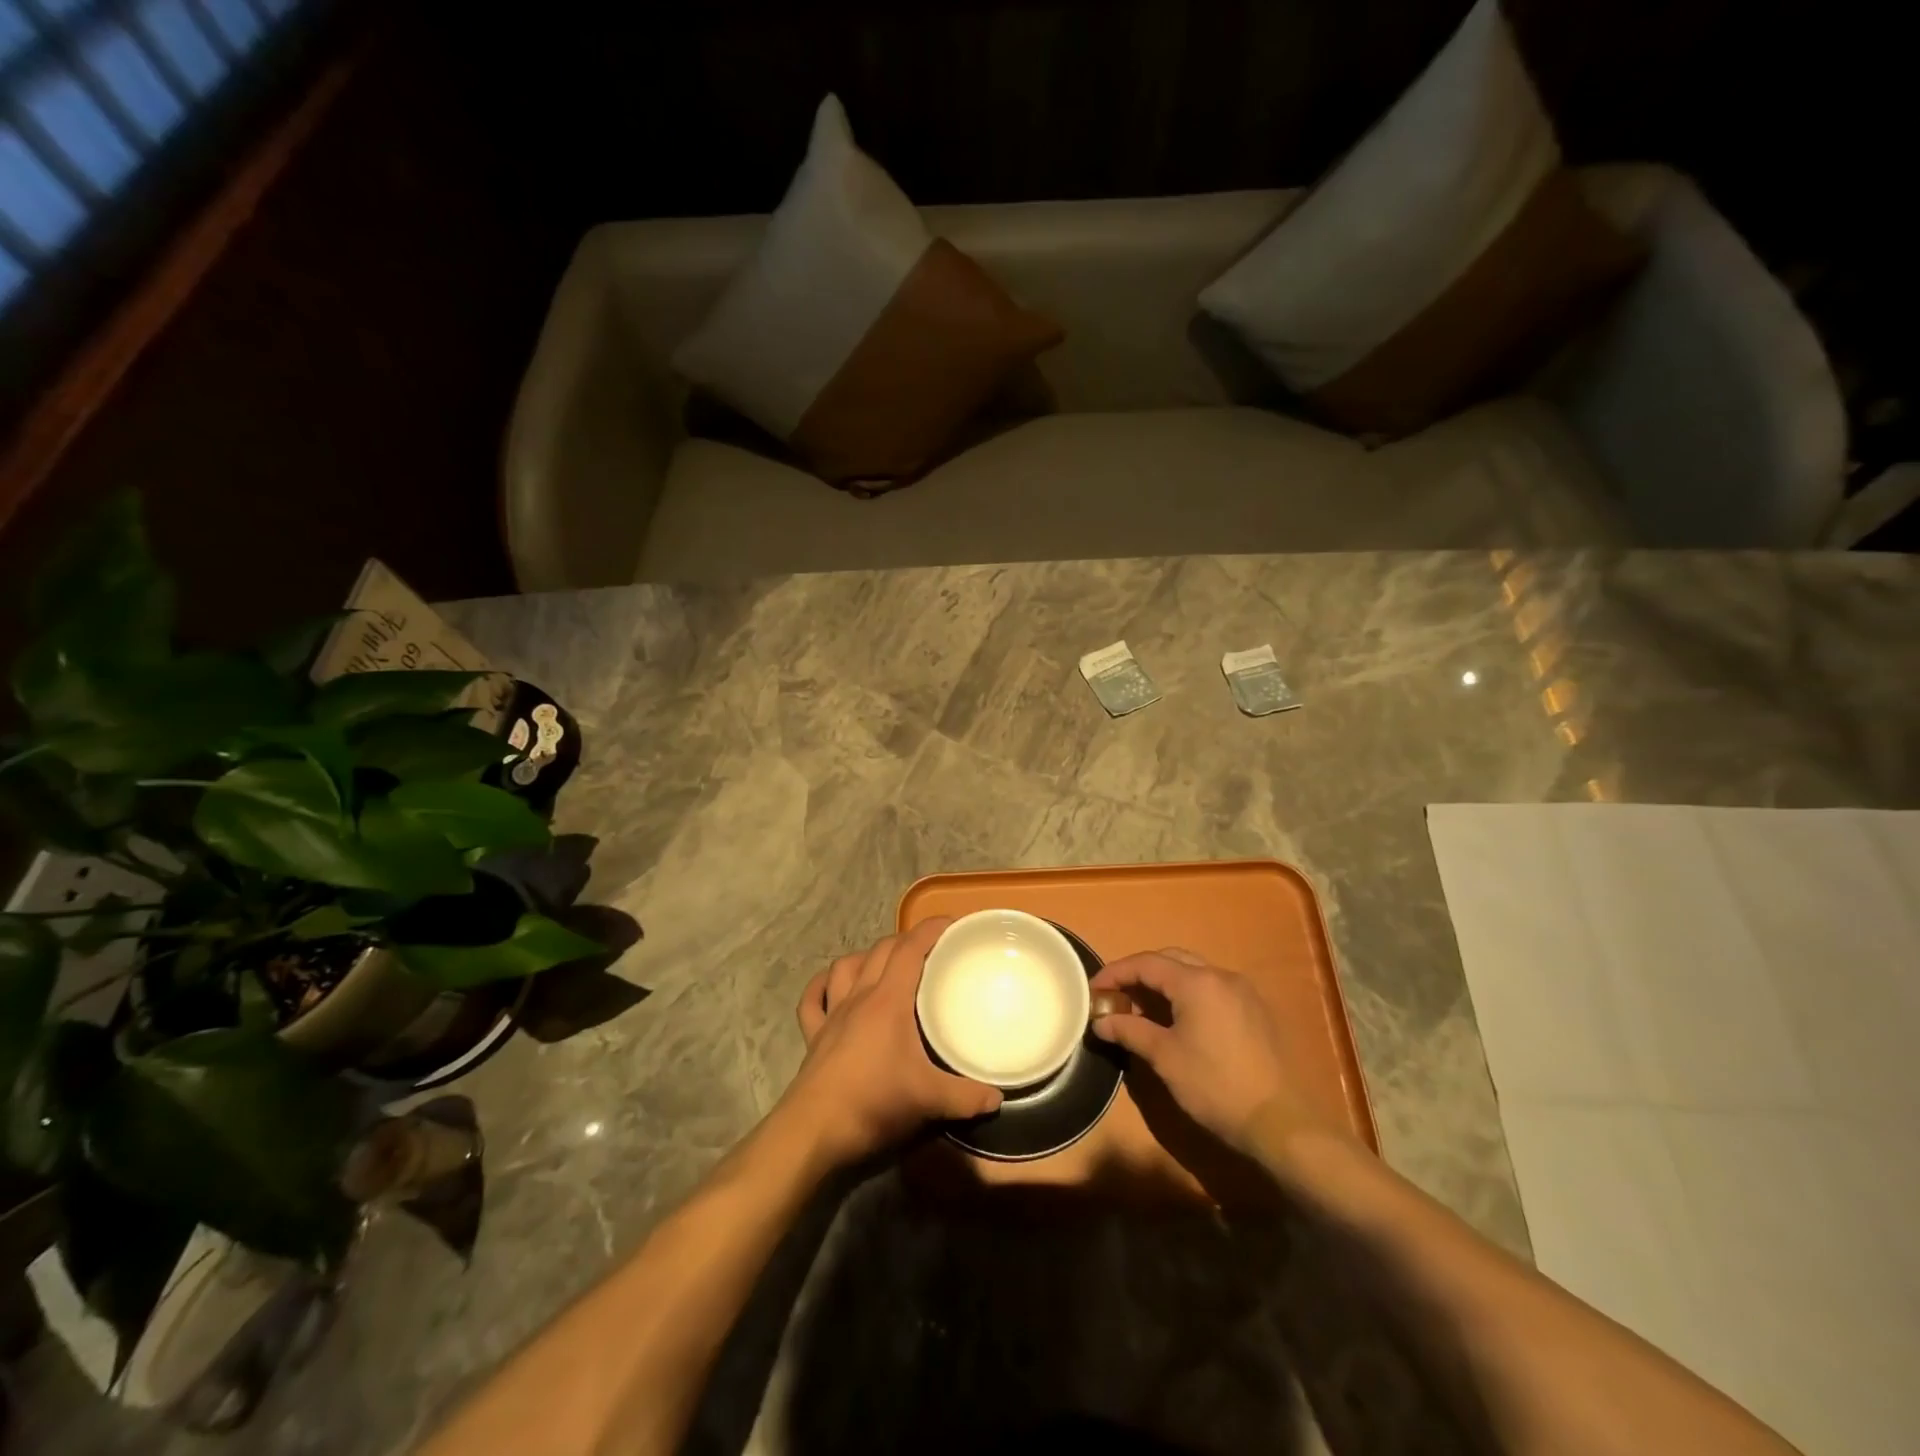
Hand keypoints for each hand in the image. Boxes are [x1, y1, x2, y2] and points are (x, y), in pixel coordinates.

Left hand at [783, 918, 1002, 1167]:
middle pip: (881, 950)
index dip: (931, 929)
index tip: (953, 924)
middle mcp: (859, 996)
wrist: (814, 1130)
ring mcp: (832, 1014)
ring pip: (845, 967)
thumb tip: (997, 1098)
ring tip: (884, 963)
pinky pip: (812, 1001)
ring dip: (866, 957)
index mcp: (888, 1000)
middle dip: (906, 940)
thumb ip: (966, 1097)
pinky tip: (830, 987)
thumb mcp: (928, 1100)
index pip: (910, 949)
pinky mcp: (814, 1036)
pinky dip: (821, 988)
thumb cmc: (873, 1102)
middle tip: (930, 950)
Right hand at [1090, 948, 1326, 1154]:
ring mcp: (1242, 992)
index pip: (1146, 963)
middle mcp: (1221, 976)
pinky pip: (1212, 989)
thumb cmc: (1215, 1086)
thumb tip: (1100, 1022)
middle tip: (1117, 996)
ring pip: (1193, 972)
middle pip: (1170, 960)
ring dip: (1164, 984)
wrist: (1280, 1122)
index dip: (1116, 973)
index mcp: (1196, 982)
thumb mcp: (1165, 1058)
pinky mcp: (1255, 1011)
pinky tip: (1179, 1020)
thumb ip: (1130, 1031)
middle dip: (1140, 974)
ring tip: (1143, 1009)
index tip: (1094, 990)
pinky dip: (1188, 994)